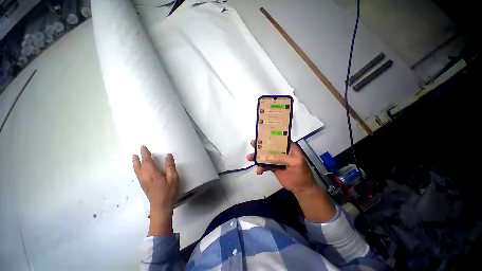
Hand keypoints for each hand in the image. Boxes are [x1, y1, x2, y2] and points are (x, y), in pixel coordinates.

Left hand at [132, 146, 178, 235]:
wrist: (161, 206)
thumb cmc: (168, 191)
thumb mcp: (173, 178)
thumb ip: (170, 166)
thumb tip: (168, 155)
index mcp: (153, 173)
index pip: (147, 161)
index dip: (145, 154)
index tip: (143, 147)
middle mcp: (145, 176)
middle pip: (139, 165)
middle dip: (138, 158)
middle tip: (136, 152)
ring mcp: (143, 182)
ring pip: (137, 170)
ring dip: (135, 163)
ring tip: (134, 158)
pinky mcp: (143, 186)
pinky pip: (138, 174)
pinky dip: (137, 169)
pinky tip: (139, 169)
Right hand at [247, 140, 334, 221]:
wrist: (301, 189)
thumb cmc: (301, 174)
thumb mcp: (295, 163)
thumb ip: (282, 158)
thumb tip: (267, 156)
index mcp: (290, 148)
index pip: (279, 138)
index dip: (270, 136)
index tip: (261, 135)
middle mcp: (283, 152)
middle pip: (270, 146)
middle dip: (261, 146)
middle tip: (252, 144)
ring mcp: (277, 159)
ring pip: (266, 155)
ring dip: (258, 157)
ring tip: (250, 158)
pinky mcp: (274, 167)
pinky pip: (266, 165)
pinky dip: (261, 167)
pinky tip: (259, 171)